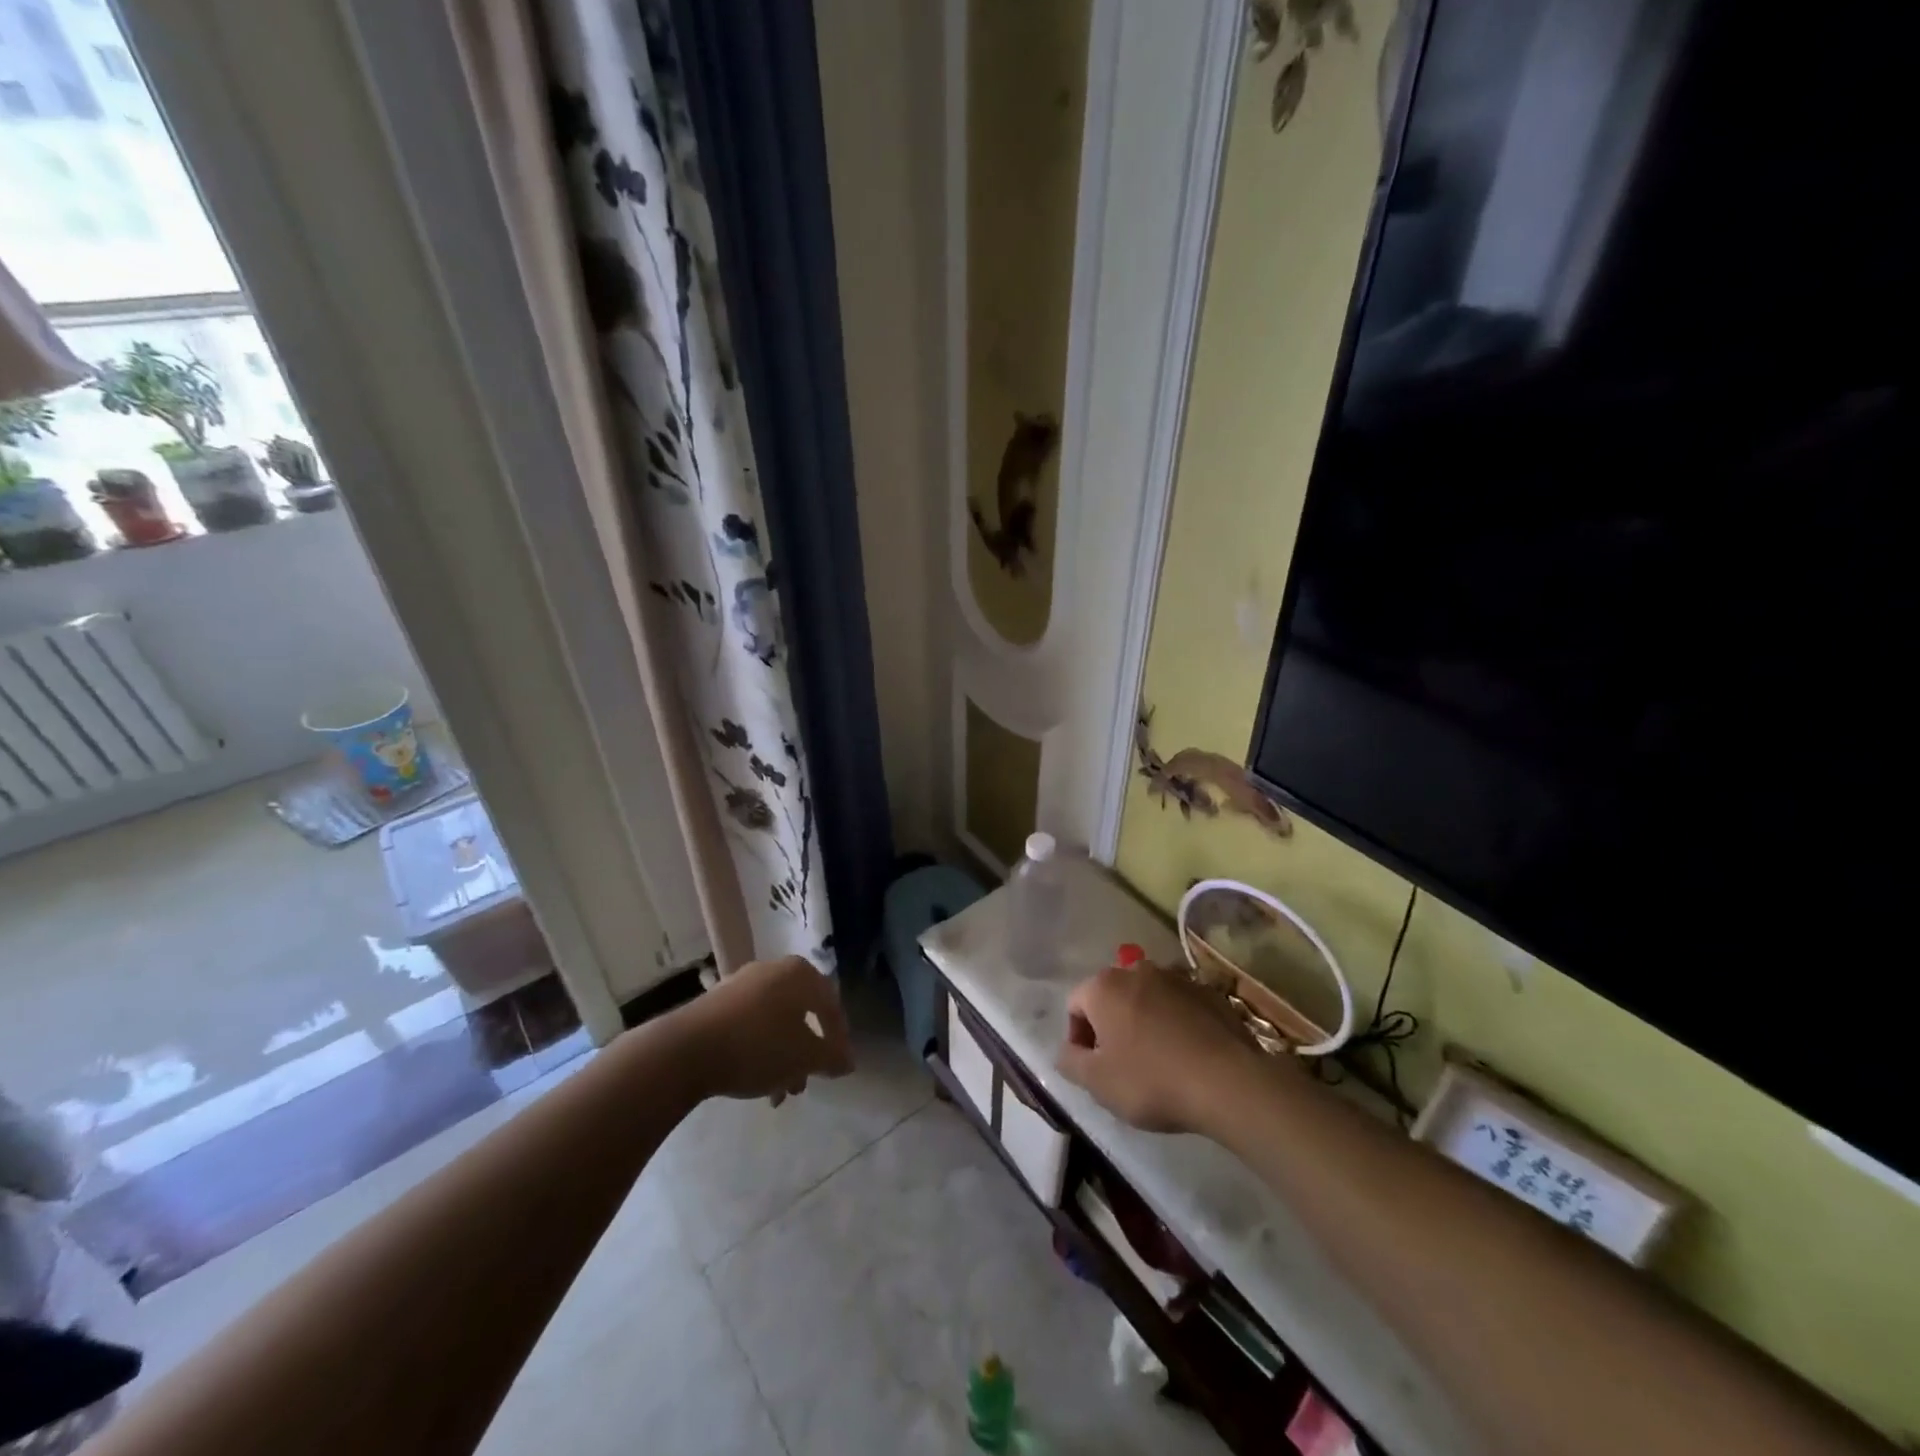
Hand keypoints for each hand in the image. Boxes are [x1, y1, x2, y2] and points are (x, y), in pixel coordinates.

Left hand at [680, 955, 855, 1102]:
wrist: (686, 1049)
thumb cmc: (758, 1046)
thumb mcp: (804, 1057)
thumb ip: (832, 1058)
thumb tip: (847, 1061)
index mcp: (800, 974)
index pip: (831, 1005)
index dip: (838, 1039)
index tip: (836, 1068)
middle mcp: (774, 969)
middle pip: (801, 1014)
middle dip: (806, 1053)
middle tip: (803, 1083)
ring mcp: (742, 983)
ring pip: (775, 1022)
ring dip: (783, 1056)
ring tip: (777, 1091)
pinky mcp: (717, 1001)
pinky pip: (750, 1023)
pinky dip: (759, 1048)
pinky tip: (753, 1078)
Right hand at [1056, 959, 1267, 1134]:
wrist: (1228, 1081)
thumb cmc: (1152, 1080)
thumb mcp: (1097, 1083)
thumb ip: (1070, 1061)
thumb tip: (1066, 1049)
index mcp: (1104, 986)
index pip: (1075, 1005)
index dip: (1078, 1038)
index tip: (1093, 1068)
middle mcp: (1137, 971)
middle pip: (1111, 997)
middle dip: (1110, 1026)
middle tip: (1122, 1065)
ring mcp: (1176, 978)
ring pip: (1146, 999)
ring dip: (1143, 1022)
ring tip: (1157, 1061)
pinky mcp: (1208, 992)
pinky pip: (1179, 1006)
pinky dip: (1175, 1024)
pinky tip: (1187, 1055)